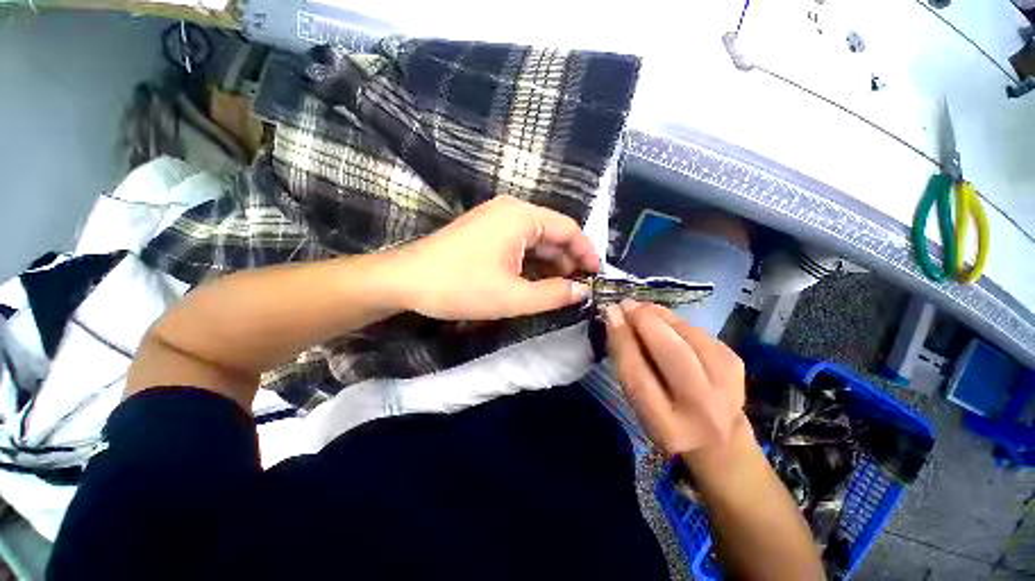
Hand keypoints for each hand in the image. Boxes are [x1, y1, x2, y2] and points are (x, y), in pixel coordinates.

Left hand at [392, 196, 599, 319]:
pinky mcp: (486, 232)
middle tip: (579, 288)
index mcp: (521, 216)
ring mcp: (496, 219)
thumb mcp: (512, 297)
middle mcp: (511, 210)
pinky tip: (537, 280)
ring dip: (551, 263)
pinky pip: (519, 243)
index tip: (597, 276)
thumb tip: (583, 292)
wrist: (406, 281)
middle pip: (553, 233)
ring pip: (536, 240)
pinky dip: (532, 262)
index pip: (569, 229)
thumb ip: (553, 294)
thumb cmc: (460, 287)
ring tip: (561, 289)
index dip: (587, 252)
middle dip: (568, 260)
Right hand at [605, 300, 746, 456]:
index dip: (622, 339)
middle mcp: (702, 410)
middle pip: (672, 353)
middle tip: (627, 305)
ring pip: (691, 338)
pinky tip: (666, 320)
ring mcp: (727, 388)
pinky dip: (678, 322)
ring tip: (643, 308)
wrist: (721, 447)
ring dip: (662, 316)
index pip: (638, 374)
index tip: (611, 313)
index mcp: (668, 428)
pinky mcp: (737, 366)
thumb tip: (616, 320)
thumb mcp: (640, 407)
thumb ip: (628, 367)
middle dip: (646, 321)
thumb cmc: (668, 425)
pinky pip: (702, 335)